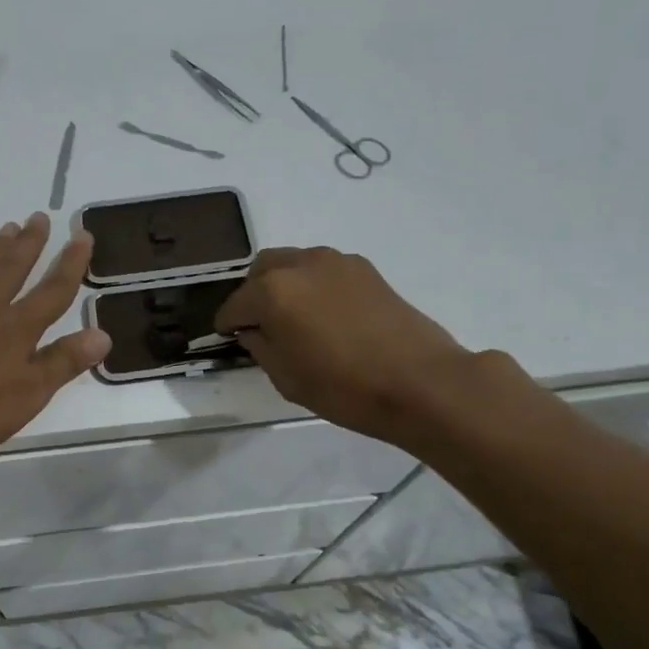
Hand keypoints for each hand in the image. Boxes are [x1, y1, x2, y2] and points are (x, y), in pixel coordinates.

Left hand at [0, 213, 110, 461]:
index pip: (54, 289)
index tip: (82, 235)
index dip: (71, 263)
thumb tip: (103, 333)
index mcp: (19, 327)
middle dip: (31, 242)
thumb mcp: (30, 394)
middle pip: (15, 267)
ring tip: (9, 227)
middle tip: (39, 216)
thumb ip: (64, 362)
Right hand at [214, 247, 478, 449]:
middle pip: (261, 270)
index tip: (228, 338)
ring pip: (293, 263)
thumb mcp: (286, 378)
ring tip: (294, 318)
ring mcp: (336, 261)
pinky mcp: (365, 269)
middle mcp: (300, 264)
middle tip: (260, 325)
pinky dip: (313, 285)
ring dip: (283, 285)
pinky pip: (323, 270)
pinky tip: (325, 315)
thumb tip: (253, 331)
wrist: (421, 382)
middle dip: (253, 294)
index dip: (227, 324)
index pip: (234, 305)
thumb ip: (260, 346)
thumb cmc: (344, 387)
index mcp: (272, 291)